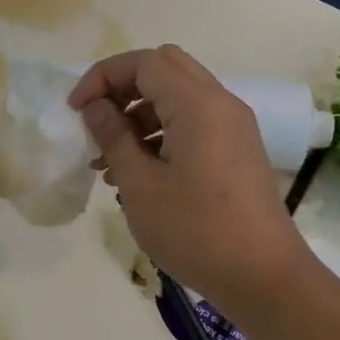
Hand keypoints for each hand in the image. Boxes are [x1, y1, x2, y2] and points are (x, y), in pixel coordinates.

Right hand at [70, 45, 307, 319]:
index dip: (102, 78)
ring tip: (107, 160)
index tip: (75, 110)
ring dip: (138, 115)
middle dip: (122, 88)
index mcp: (198, 104)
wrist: (263, 276)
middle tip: (95, 121)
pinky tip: (136, 174)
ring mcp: (233, 127)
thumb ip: (113, 137)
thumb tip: (94, 107)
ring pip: (177, 97)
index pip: (143, 63)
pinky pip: (192, 123)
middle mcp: (220, 103)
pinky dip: (160, 134)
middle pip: (164, 69)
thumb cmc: (195, 230)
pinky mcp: (237, 150)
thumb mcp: (140, 185)